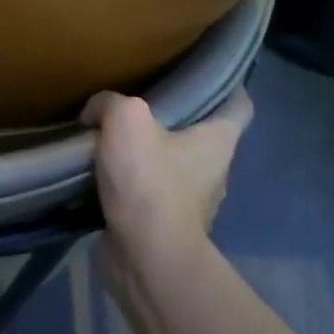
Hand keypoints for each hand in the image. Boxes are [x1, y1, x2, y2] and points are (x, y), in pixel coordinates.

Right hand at [84, 88, 253, 280]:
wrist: (145, 257)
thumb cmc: (149, 183)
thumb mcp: (126, 120)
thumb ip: (110, 103)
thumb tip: (94, 113)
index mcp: (218, 141)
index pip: (239, 106)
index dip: (227, 87)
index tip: (201, 76)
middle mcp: (214, 170)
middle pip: (199, 135)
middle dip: (173, 121)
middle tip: (137, 105)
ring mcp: (192, 202)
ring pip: (172, 165)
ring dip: (147, 155)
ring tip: (110, 140)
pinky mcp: (165, 224)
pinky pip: (148, 193)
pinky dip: (130, 184)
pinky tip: (101, 175)